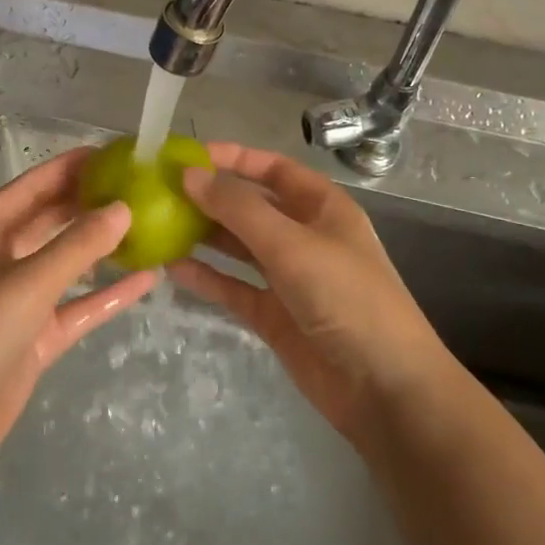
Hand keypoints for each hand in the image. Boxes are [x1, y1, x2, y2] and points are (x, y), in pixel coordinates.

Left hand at [0, 148, 155, 482]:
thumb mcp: (28, 282)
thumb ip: (79, 244)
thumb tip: (124, 207)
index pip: (35, 184)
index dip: (72, 166)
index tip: (118, 152)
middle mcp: (1, 257)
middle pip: (52, 218)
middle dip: (92, 203)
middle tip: (143, 187)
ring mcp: (18, 298)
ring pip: (68, 261)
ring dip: (103, 247)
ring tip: (151, 225)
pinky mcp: (34, 336)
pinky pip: (78, 305)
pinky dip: (108, 294)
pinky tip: (148, 280)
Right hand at [168, 142, 450, 444]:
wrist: (384, 387)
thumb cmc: (346, 298)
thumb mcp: (292, 244)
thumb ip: (239, 209)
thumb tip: (189, 175)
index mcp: (322, 207)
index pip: (274, 169)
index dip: (234, 158)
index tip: (188, 156)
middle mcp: (305, 236)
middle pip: (252, 206)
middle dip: (212, 197)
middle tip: (162, 192)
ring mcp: (289, 278)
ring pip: (239, 247)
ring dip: (204, 236)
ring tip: (159, 225)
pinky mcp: (274, 316)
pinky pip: (234, 287)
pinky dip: (207, 277)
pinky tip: (172, 267)